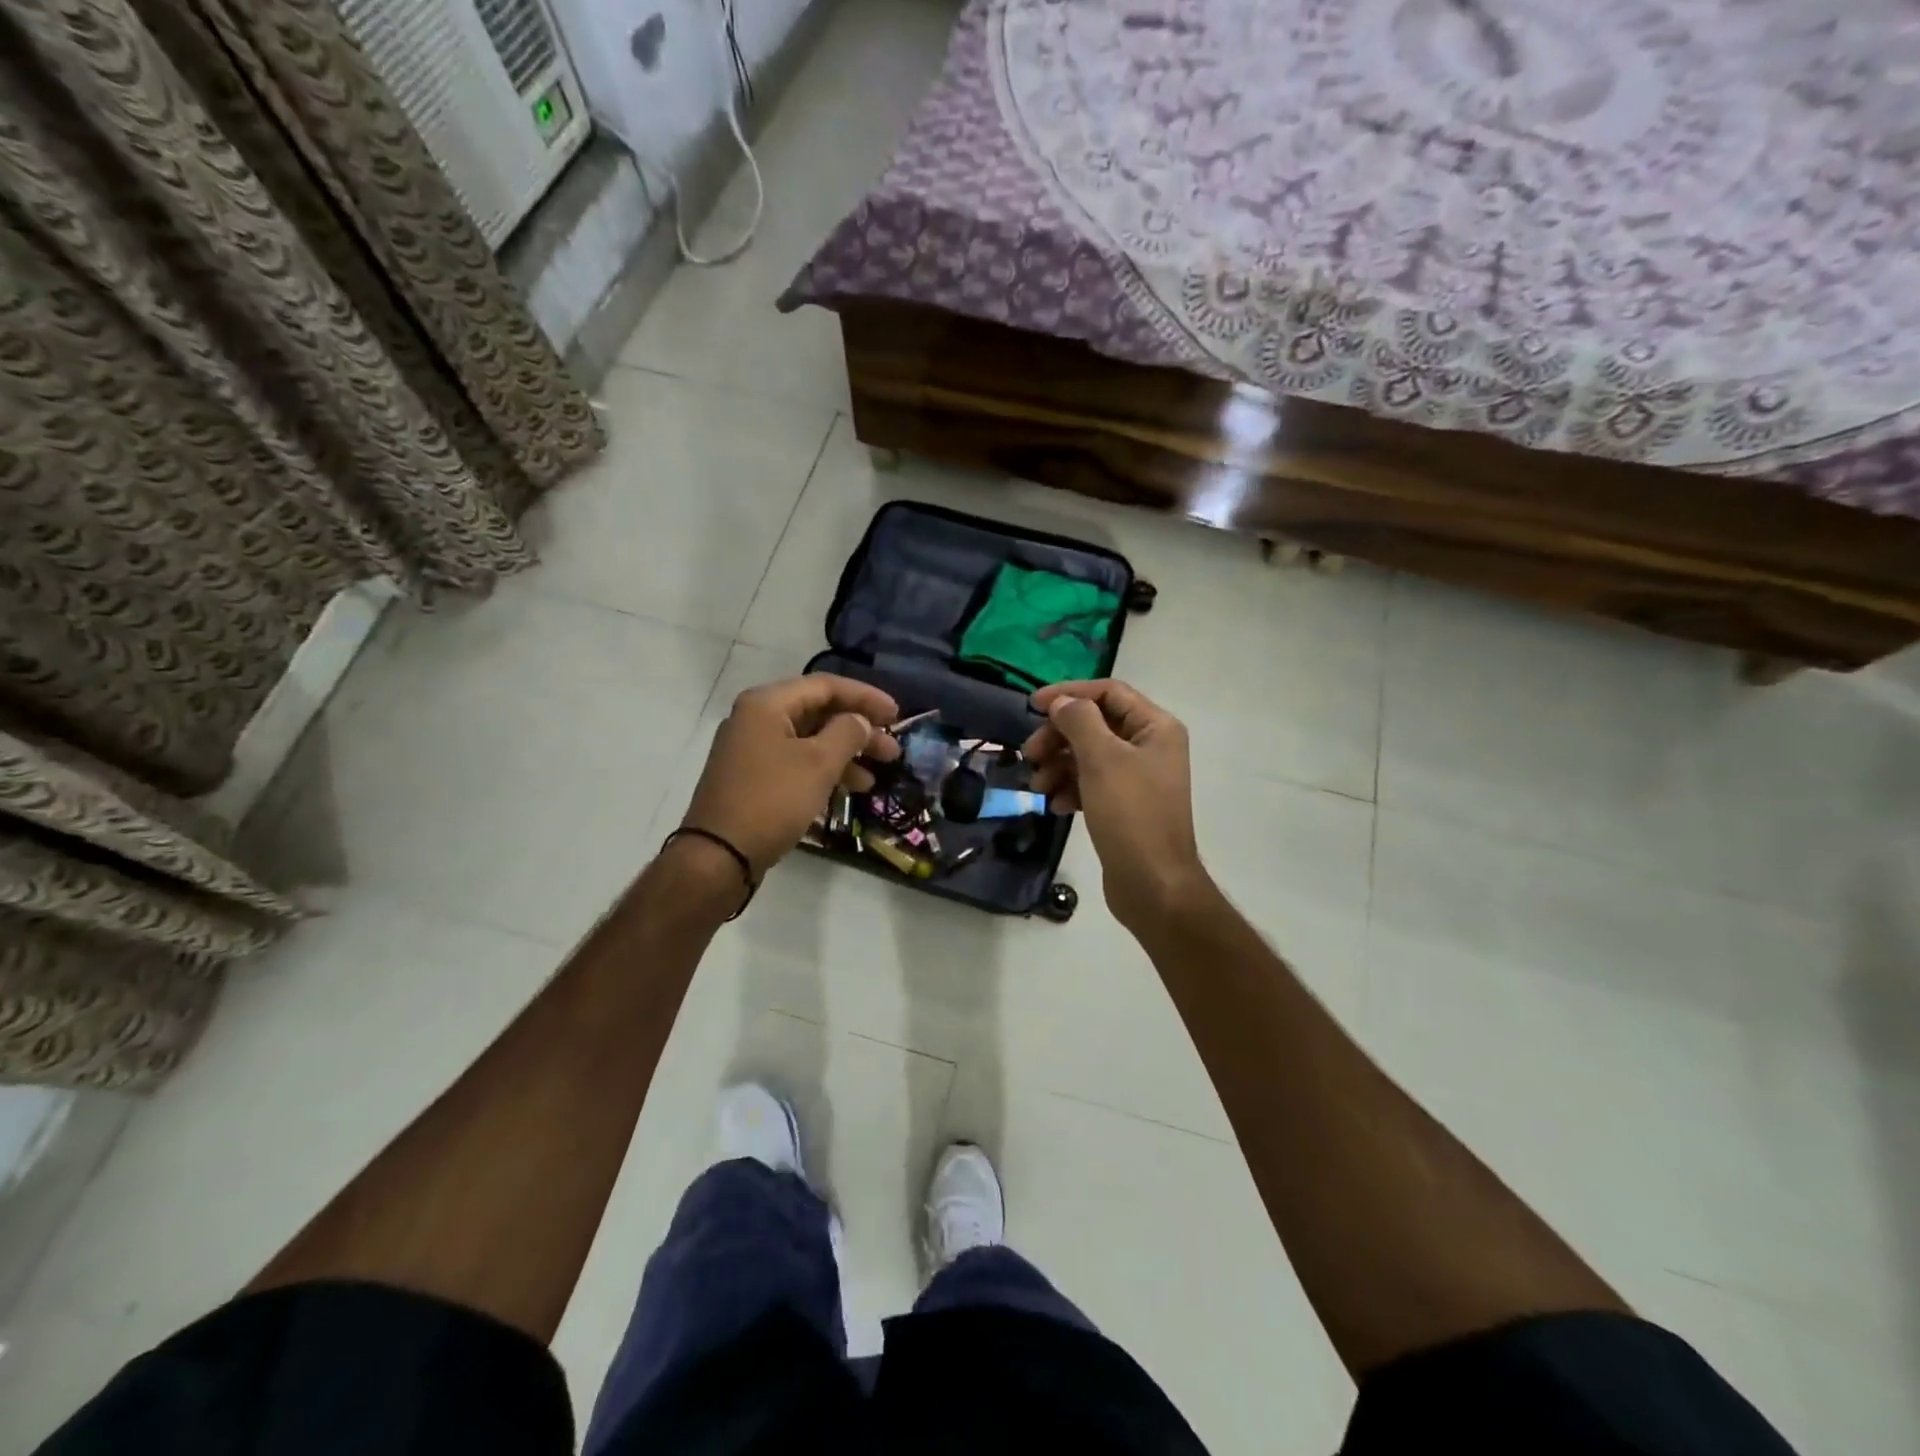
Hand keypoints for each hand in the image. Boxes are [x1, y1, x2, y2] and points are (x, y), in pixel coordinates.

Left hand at [682, 675, 900, 875]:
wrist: (719, 855)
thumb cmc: (772, 800)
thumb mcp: (818, 763)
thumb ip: (847, 733)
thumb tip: (860, 721)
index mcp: (767, 704)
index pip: (826, 686)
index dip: (866, 697)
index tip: (897, 714)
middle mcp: (756, 719)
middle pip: (818, 713)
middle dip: (859, 730)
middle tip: (893, 751)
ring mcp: (752, 750)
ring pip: (810, 741)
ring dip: (846, 755)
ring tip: (876, 777)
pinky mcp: (753, 778)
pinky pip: (797, 762)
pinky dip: (824, 771)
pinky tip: (849, 790)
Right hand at [1021, 680, 1209, 929]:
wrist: (1152, 884)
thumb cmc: (1130, 814)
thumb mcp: (1101, 759)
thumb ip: (1079, 720)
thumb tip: (1062, 702)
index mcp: (1155, 727)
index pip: (1108, 692)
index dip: (1069, 693)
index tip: (1032, 706)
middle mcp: (1150, 746)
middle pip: (1095, 724)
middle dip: (1059, 736)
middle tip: (1030, 753)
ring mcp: (1137, 777)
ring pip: (1088, 755)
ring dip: (1058, 765)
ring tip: (1038, 786)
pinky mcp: (1124, 805)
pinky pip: (1091, 783)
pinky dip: (1070, 788)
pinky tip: (1056, 805)